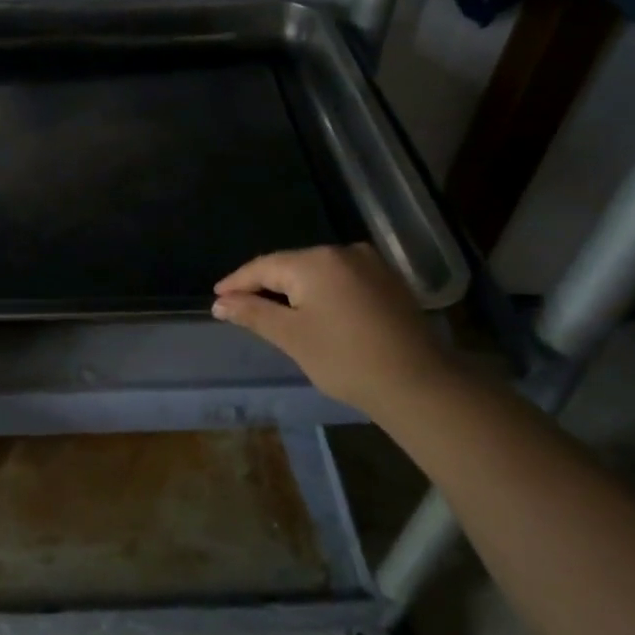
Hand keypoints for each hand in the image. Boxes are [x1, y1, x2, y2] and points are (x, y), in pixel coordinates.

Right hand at [212, 244, 449, 416]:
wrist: (418, 383)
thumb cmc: (345, 359)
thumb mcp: (291, 336)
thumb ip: (253, 313)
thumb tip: (220, 303)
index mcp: (315, 261)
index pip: (264, 266)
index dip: (237, 282)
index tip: (216, 297)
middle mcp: (343, 251)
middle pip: (291, 265)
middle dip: (264, 284)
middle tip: (240, 306)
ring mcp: (371, 263)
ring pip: (318, 272)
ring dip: (293, 289)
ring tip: (272, 310)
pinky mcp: (388, 281)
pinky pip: (341, 279)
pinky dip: (321, 292)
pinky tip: (313, 310)